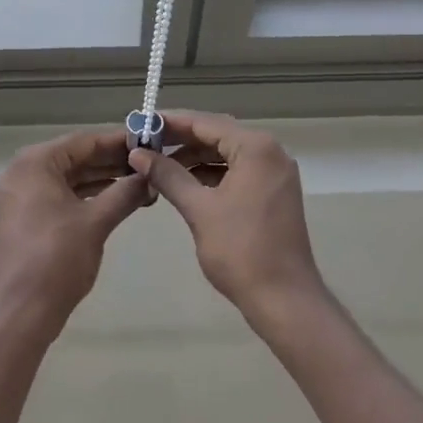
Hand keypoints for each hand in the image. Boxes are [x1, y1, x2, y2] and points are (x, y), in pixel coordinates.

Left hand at [0, 129, 152, 344]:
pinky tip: (118, 200)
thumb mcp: (96, 223)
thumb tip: (150, 176)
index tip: (150, 140)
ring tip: (141, 182)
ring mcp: (23, 197)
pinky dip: (88, 197)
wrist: (18, 314)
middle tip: (151, 163)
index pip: (83, 141)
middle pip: (75, 157)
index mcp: (35, 163)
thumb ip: (124, 193)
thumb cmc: (55, 260)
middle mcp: (24, 172)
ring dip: (103, 180)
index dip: (118, 141)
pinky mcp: (27, 219)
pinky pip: (61, 196)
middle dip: (112, 161)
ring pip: (69, 178)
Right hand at [129, 112, 325, 322]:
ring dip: (195, 157)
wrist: (284, 300)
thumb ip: (168, 175)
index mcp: (256, 148)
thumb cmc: (241, 251)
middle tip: (146, 144)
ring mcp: (275, 173)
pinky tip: (185, 182)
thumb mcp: (199, 209)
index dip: (172, 122)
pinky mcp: (274, 192)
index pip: (206, 122)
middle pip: (218, 134)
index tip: (142, 122)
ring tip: (159, 165)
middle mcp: (271, 152)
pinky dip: (212, 173)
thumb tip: (138, 154)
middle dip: (182, 139)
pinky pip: (238, 171)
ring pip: (227, 153)